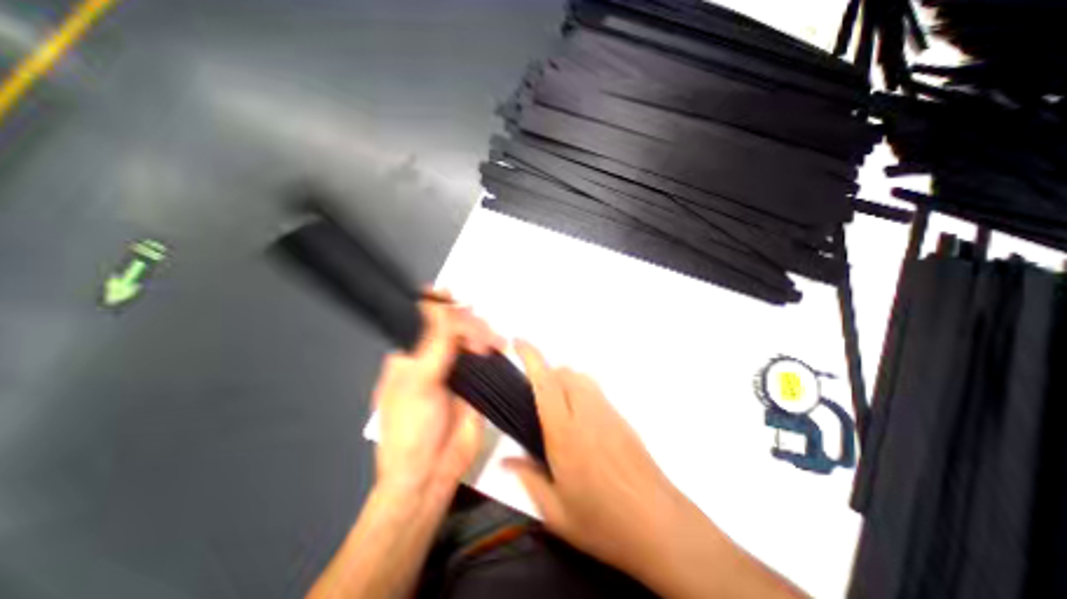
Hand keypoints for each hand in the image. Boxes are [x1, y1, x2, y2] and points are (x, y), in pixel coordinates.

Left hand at [372, 291, 504, 499]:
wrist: (431, 474)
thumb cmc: (411, 431)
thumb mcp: (418, 384)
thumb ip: (434, 345)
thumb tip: (438, 308)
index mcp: (409, 355)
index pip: (422, 319)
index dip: (436, 304)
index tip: (450, 296)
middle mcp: (432, 356)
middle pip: (450, 324)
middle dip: (465, 320)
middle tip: (477, 330)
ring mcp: (455, 367)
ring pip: (470, 337)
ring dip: (482, 332)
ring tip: (490, 342)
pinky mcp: (474, 379)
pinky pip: (484, 355)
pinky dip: (492, 345)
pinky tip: (498, 345)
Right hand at [506, 341, 687, 578]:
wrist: (660, 525)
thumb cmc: (604, 522)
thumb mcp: (556, 512)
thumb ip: (528, 479)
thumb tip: (506, 461)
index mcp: (565, 432)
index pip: (545, 382)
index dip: (530, 357)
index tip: (518, 343)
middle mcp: (587, 413)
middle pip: (564, 373)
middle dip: (545, 373)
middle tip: (533, 396)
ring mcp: (608, 412)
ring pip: (581, 378)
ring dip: (564, 381)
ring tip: (556, 408)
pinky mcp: (622, 418)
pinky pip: (595, 391)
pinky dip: (581, 392)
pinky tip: (580, 422)